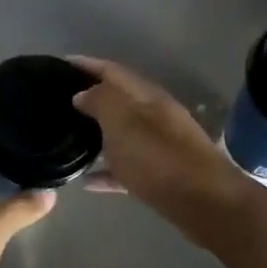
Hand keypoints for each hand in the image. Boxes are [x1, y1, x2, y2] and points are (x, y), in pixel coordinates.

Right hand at [70, 56, 248, 230]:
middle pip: (119, 100)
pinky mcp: (163, 176)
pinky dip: (108, 170)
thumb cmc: (158, 158)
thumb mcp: (122, 122)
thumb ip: (100, 101)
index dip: (86, 64)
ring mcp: (161, 146)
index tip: (60, 64)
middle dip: (91, 97)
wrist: (206, 204)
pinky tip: (87, 182)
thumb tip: (83, 93)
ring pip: (123, 133)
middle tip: (60, 101)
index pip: (112, 71)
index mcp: (147, 96)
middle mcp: (156, 115)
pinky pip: (128, 167)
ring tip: (69, 137)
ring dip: (98, 133)